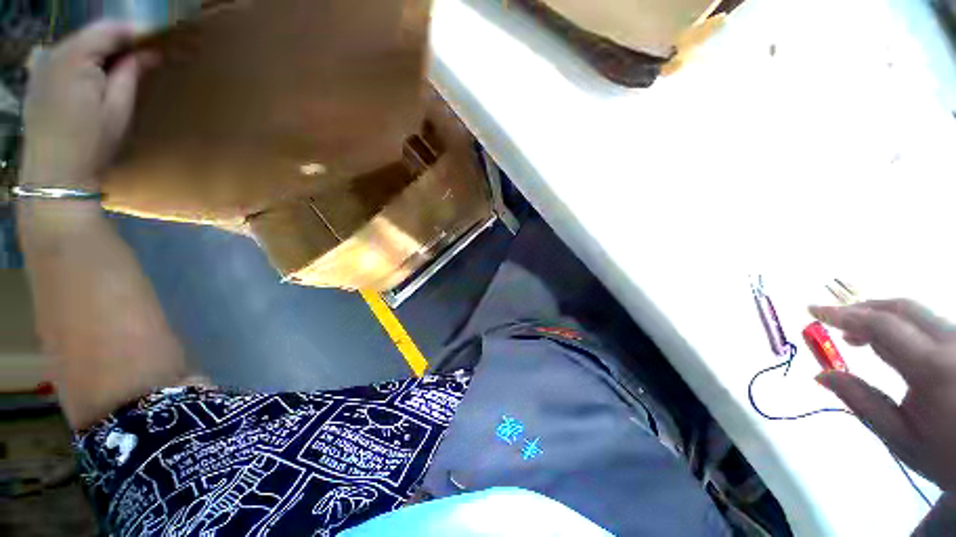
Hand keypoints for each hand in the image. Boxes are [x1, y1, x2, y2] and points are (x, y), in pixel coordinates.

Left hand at [22, 22, 150, 190]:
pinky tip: (94, 77)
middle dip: (117, 42)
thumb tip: (149, 53)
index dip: (134, 34)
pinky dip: (83, 61)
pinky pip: (64, 59)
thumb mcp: (119, 109)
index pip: (109, 29)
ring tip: (120, 68)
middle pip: (91, 35)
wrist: (55, 175)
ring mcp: (41, 66)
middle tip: (142, 57)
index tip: (156, 43)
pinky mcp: (37, 80)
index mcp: (75, 58)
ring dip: (100, 52)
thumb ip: (131, 74)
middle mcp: (54, 54)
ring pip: (78, 45)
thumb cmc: (91, 143)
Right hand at [810, 300, 955, 492]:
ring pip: (917, 313)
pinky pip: (929, 322)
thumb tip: (822, 375)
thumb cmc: (945, 454)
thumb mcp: (900, 437)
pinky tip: (889, 341)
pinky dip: (901, 324)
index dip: (844, 314)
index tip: (812, 310)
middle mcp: (951, 343)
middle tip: (833, 323)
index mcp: (933, 368)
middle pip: (902, 308)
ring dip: (881, 317)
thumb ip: (862, 402)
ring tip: (857, 336)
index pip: (882, 326)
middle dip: (863, 310)